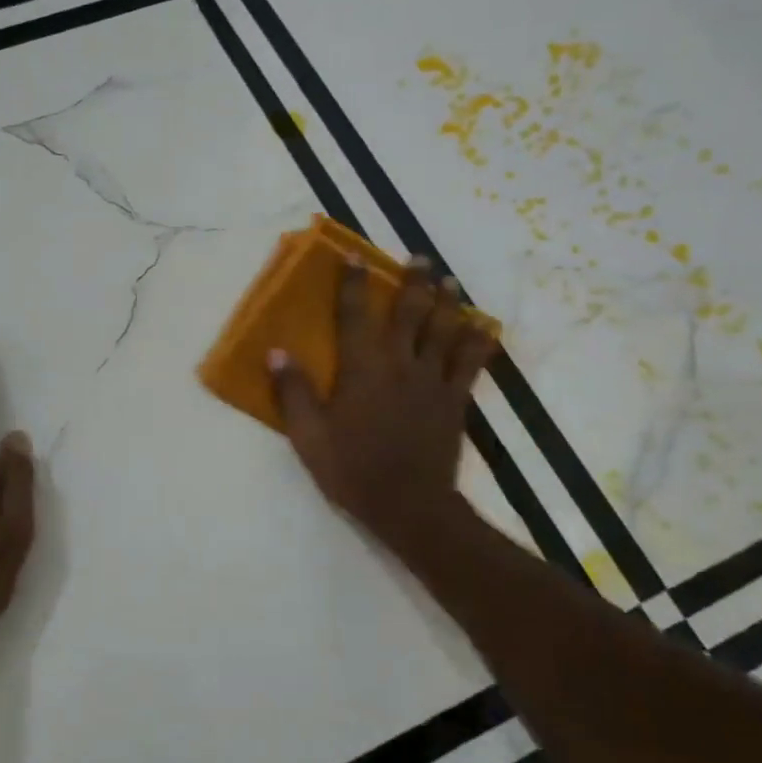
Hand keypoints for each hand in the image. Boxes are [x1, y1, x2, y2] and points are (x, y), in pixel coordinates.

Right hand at [269, 257, 496, 559]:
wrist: (407, 504)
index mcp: (362, 369)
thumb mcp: (308, 436)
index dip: (353, 285)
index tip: (354, 258)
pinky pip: (471, 364)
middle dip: (414, 282)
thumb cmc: (351, 469)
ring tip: (451, 282)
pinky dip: (479, 343)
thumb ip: (293, 391)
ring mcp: (432, 381)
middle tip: (419, 259)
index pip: (354, 316)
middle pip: (409, 313)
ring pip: (444, 331)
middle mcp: (400, 364)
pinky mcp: (454, 400)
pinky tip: (486, 329)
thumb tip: (275, 352)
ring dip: (448, 303)